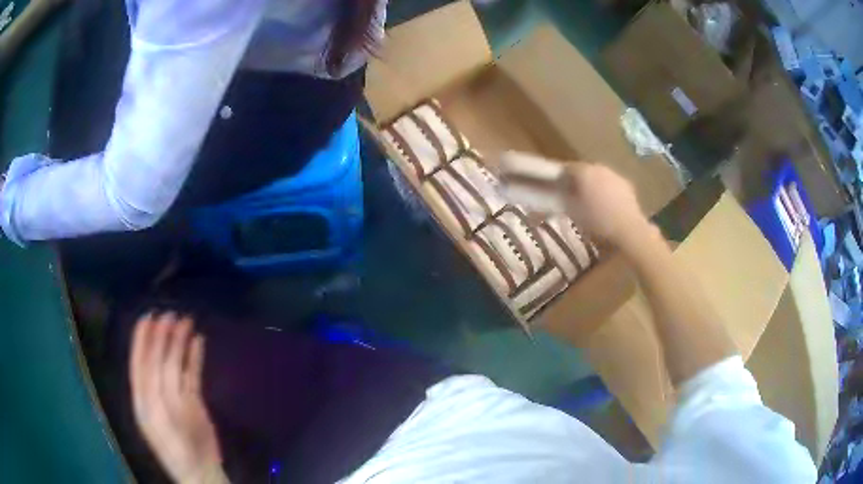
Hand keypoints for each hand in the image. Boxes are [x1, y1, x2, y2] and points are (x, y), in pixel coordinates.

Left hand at [130, 313, 222, 482]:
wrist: (200, 473)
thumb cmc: (177, 452)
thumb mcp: (160, 425)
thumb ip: (156, 396)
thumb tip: (155, 366)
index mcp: (144, 398)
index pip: (140, 362)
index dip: (142, 340)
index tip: (148, 317)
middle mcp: (156, 393)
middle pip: (158, 360)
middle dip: (162, 337)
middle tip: (170, 313)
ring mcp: (175, 396)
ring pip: (175, 364)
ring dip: (179, 343)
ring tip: (186, 321)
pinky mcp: (192, 402)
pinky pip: (191, 375)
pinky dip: (194, 358)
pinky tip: (198, 342)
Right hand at [498, 151, 653, 249]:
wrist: (630, 230)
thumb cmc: (597, 221)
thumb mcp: (572, 213)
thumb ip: (554, 206)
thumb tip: (534, 212)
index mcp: (584, 171)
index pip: (565, 168)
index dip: (557, 177)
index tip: (552, 188)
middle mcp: (599, 167)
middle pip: (582, 172)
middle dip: (575, 182)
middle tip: (570, 199)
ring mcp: (615, 176)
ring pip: (598, 178)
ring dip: (591, 188)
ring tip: (589, 206)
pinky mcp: (627, 186)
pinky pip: (611, 186)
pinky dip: (605, 194)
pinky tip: (605, 209)